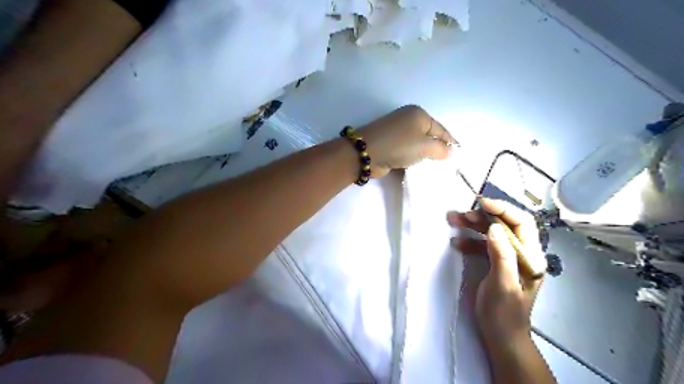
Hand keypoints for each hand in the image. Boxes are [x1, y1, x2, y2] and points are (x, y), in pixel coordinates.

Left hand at [355, 104, 456, 176]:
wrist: (367, 153)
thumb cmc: (399, 145)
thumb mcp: (425, 146)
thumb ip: (441, 149)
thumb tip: (449, 151)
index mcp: (418, 114)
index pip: (441, 129)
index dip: (451, 142)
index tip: (459, 156)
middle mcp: (408, 119)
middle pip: (429, 136)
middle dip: (437, 150)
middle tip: (447, 165)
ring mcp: (397, 132)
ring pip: (417, 145)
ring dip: (424, 156)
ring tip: (434, 169)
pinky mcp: (389, 144)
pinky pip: (407, 151)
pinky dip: (412, 159)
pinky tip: (418, 168)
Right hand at [446, 198, 547, 347]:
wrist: (501, 336)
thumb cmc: (504, 313)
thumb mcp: (503, 285)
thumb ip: (501, 255)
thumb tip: (495, 228)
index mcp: (531, 257)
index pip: (522, 222)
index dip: (503, 209)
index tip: (481, 203)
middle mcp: (522, 253)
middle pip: (505, 224)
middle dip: (483, 216)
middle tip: (461, 214)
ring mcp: (508, 258)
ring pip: (492, 233)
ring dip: (473, 225)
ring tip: (453, 220)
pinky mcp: (496, 263)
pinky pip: (483, 245)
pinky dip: (469, 240)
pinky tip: (456, 242)